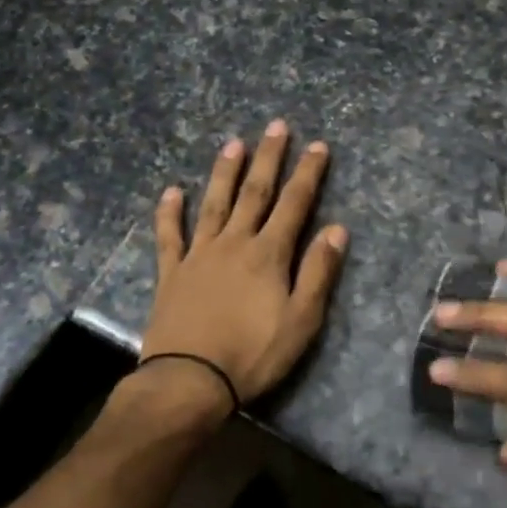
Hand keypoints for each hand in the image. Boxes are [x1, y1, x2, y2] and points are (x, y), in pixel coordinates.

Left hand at [140, 121, 348, 410]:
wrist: (189, 381)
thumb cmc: (253, 354)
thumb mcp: (301, 320)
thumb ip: (318, 271)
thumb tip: (337, 228)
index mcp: (268, 254)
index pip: (294, 204)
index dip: (307, 174)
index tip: (317, 145)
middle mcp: (234, 243)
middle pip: (254, 193)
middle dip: (268, 158)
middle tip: (276, 126)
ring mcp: (199, 255)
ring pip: (214, 204)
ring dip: (225, 172)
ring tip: (233, 144)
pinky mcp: (172, 273)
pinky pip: (170, 236)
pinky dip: (170, 213)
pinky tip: (172, 191)